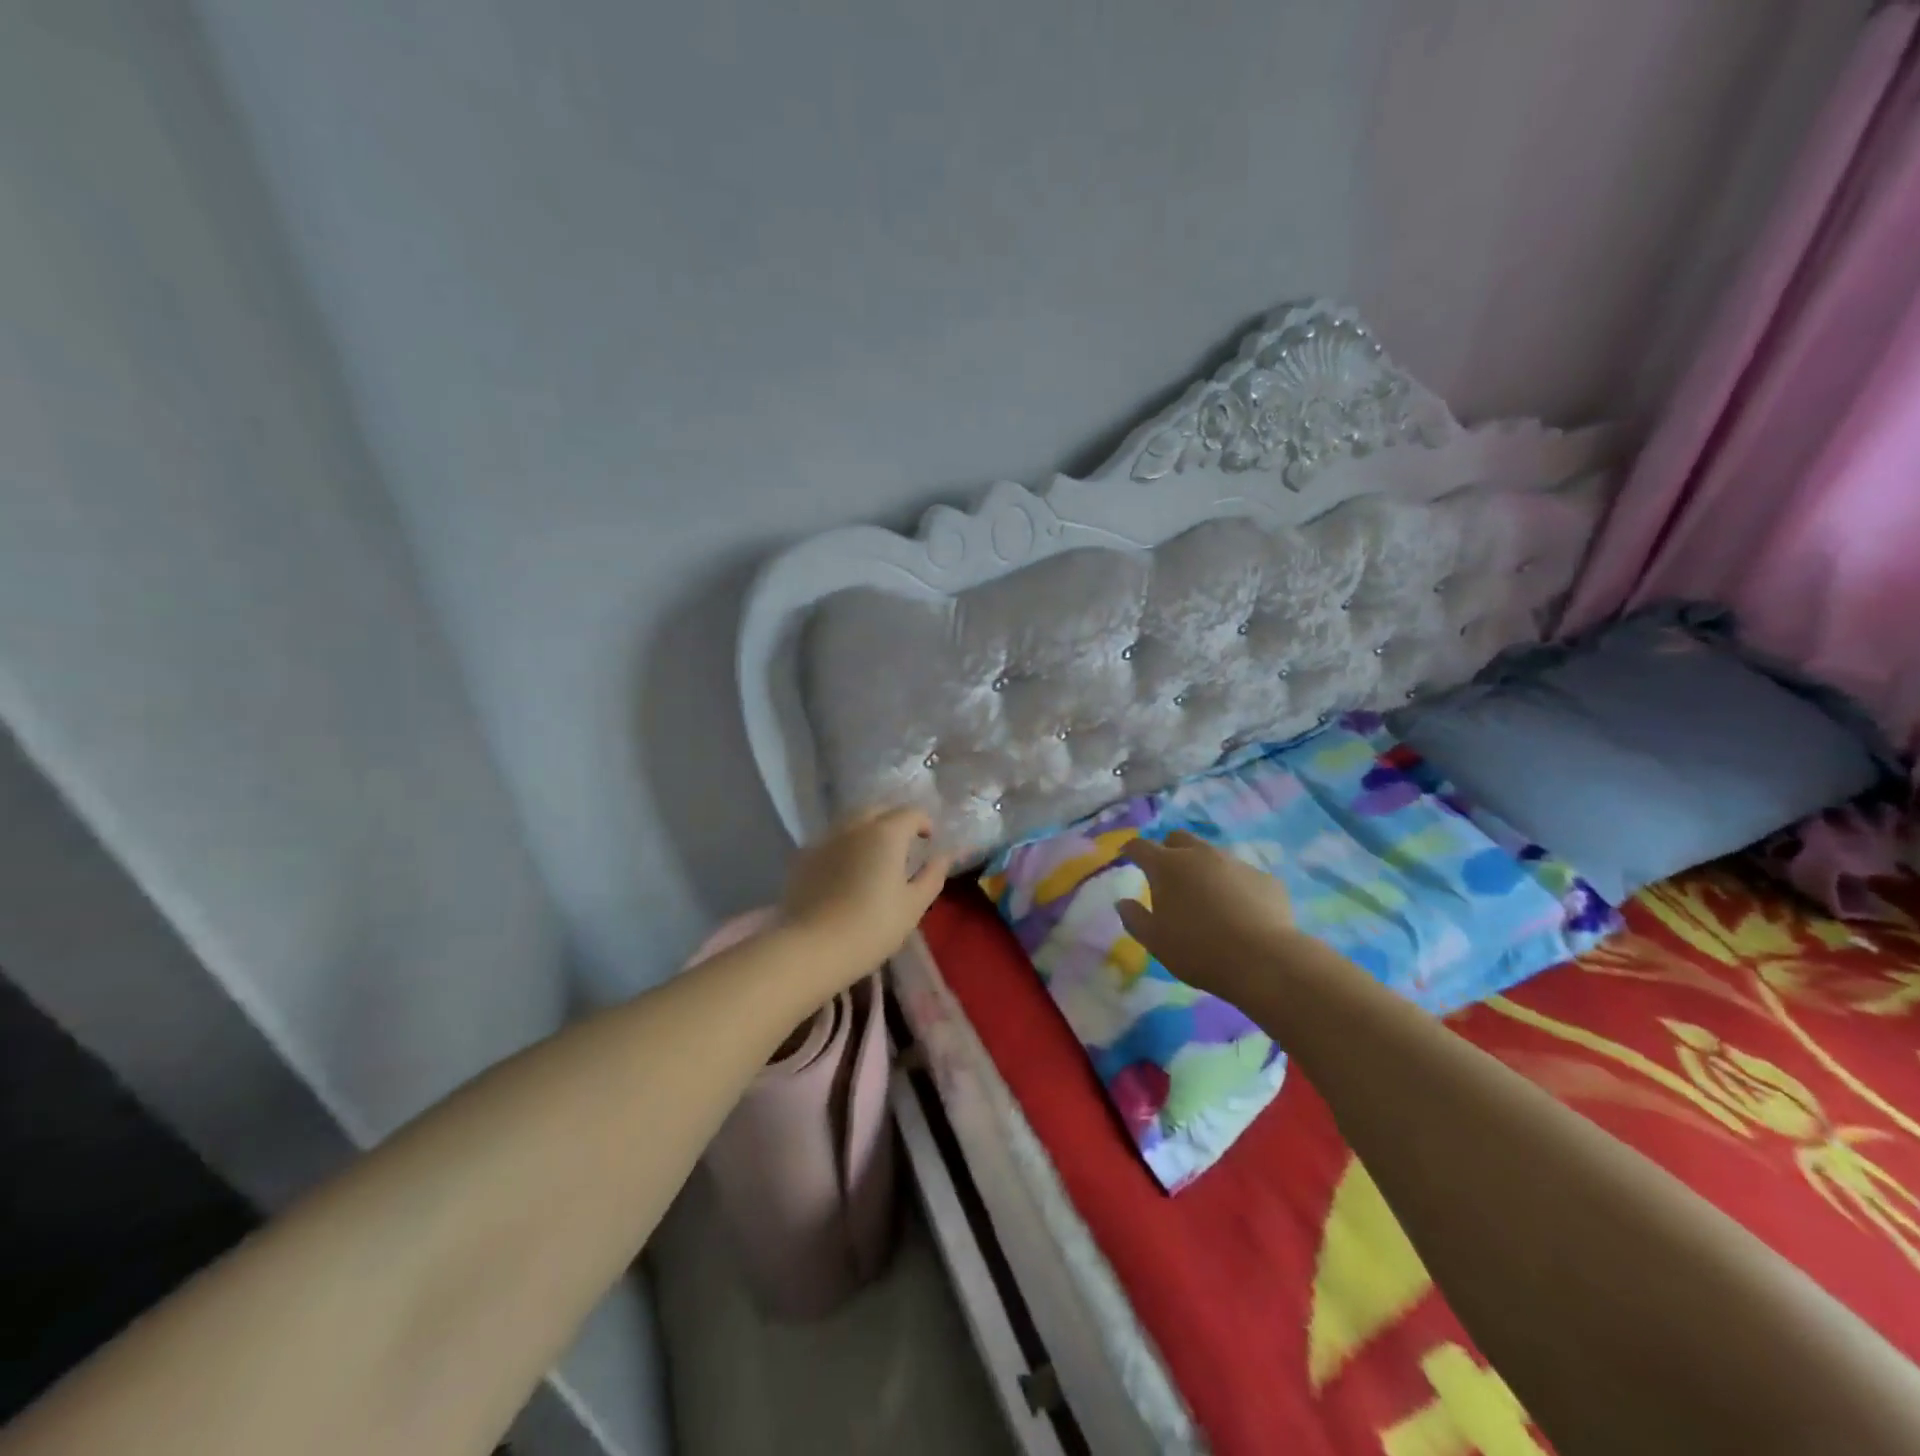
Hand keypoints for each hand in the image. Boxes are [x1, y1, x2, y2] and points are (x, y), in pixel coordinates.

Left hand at [780, 806, 953, 984]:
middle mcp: (855, 827)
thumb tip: (943, 856)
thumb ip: (932, 876)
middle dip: (894, 821)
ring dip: (868, 831)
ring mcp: (826, 839)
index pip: (911, 813)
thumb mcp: (913, 906)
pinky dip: (845, 846)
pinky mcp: (804, 857)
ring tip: (874, 858)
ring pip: (852, 822)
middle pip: (878, 810)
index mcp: (886, 834)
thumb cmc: (871, 927)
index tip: (928, 841)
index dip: (924, 823)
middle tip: (903, 846)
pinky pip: (832, 840)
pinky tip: (846, 872)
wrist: (811, 947)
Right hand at [1118, 831, 1301, 1003]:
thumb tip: (1122, 902)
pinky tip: (1240, 911)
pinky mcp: (1265, 878)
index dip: (1131, 850)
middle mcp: (1200, 854)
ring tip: (1206, 896)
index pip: (1140, 846)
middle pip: (1178, 838)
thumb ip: (1134, 918)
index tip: (1127, 856)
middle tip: (1167, 874)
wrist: (1264, 961)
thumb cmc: (1198, 950)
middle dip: (1168, 849)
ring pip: (1212, 855)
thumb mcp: (1155, 941)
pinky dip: (1234, 886)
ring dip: (1203, 868)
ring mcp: (1236, 863)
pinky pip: (1242, 875)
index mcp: (1167, 866)